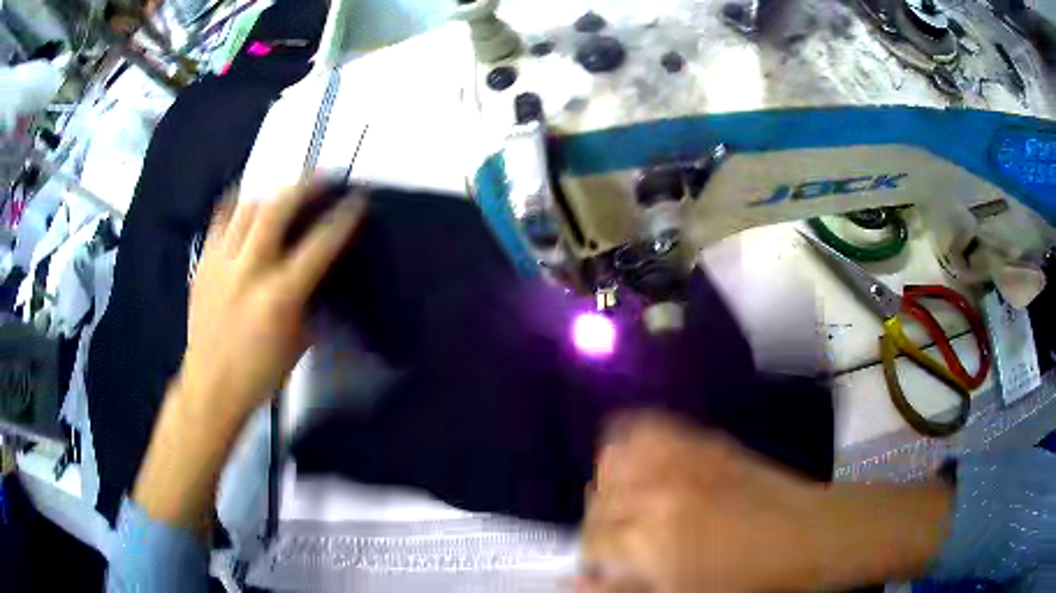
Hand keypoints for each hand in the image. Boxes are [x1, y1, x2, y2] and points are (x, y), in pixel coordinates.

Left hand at [134, 184, 364, 533]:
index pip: (319, 244)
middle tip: (323, 177)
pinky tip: (247, 201)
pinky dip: (236, 204)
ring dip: (273, 196)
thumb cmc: (260, 373)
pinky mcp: (204, 263)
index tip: (357, 200)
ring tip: (286, 195)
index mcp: (279, 296)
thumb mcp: (298, 341)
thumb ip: (309, 299)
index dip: (342, 218)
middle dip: (305, 185)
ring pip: (248, 208)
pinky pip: (220, 220)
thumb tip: (319, 270)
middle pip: (278, 209)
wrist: (210, 387)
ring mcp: (221, 263)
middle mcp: (249, 270)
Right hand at [578, 412, 953, 592]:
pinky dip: (635, 439)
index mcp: (651, 539)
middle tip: (619, 540)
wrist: (807, 535)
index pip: (592, 541)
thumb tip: (572, 582)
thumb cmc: (748, 579)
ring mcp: (683, 460)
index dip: (591, 557)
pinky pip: (652, 426)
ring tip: (627, 500)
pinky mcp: (705, 441)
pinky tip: (641, 459)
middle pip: (598, 498)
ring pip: (615, 456)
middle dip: (599, 522)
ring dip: (612, 479)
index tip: (602, 566)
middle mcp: (659, 491)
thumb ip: (621, 590)